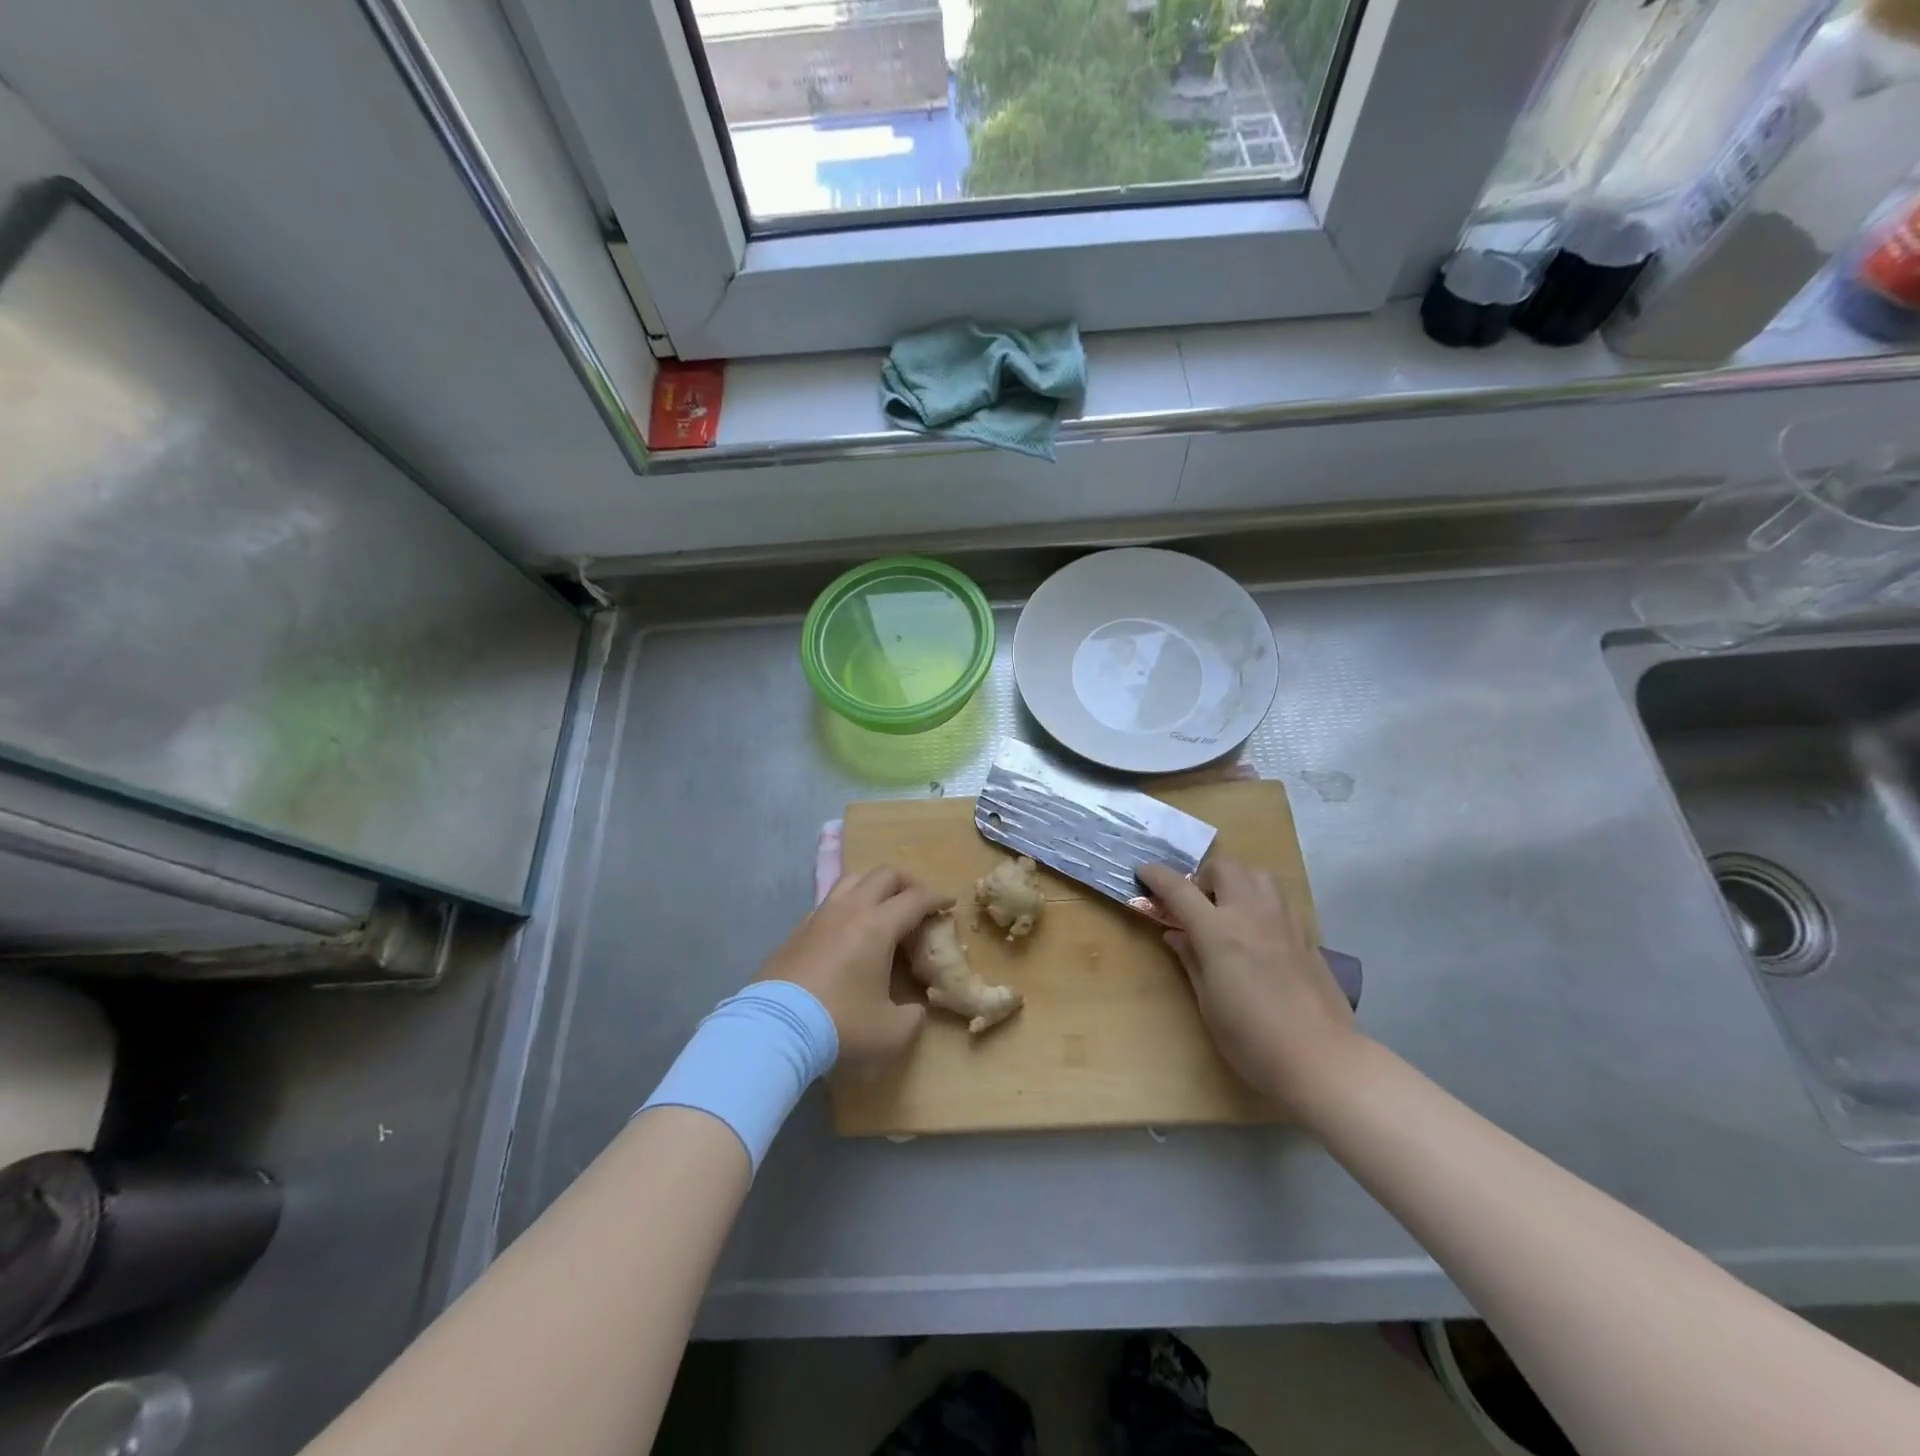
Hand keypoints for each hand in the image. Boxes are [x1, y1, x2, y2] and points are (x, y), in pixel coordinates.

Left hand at [757, 867, 950, 1066]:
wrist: (774, 1029)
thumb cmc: (840, 1025)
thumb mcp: (891, 1032)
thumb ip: (912, 1017)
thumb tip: (914, 1009)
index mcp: (878, 926)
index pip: (916, 898)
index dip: (937, 898)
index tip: (949, 904)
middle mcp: (850, 910)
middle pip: (884, 875)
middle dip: (908, 883)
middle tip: (919, 903)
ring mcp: (820, 916)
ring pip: (853, 879)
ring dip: (875, 886)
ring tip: (883, 907)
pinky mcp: (797, 930)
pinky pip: (830, 902)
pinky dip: (848, 905)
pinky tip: (849, 931)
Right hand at [1138, 857, 1360, 1108]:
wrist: (1321, 1058)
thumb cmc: (1252, 1039)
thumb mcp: (1208, 1002)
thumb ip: (1191, 959)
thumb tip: (1174, 933)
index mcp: (1219, 933)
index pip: (1180, 890)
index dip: (1157, 876)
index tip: (1144, 871)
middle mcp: (1251, 915)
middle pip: (1225, 868)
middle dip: (1204, 876)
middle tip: (1197, 904)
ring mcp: (1283, 921)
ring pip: (1257, 874)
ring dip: (1236, 881)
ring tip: (1229, 909)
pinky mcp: (1307, 934)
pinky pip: (1279, 898)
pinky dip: (1261, 900)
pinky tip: (1258, 930)